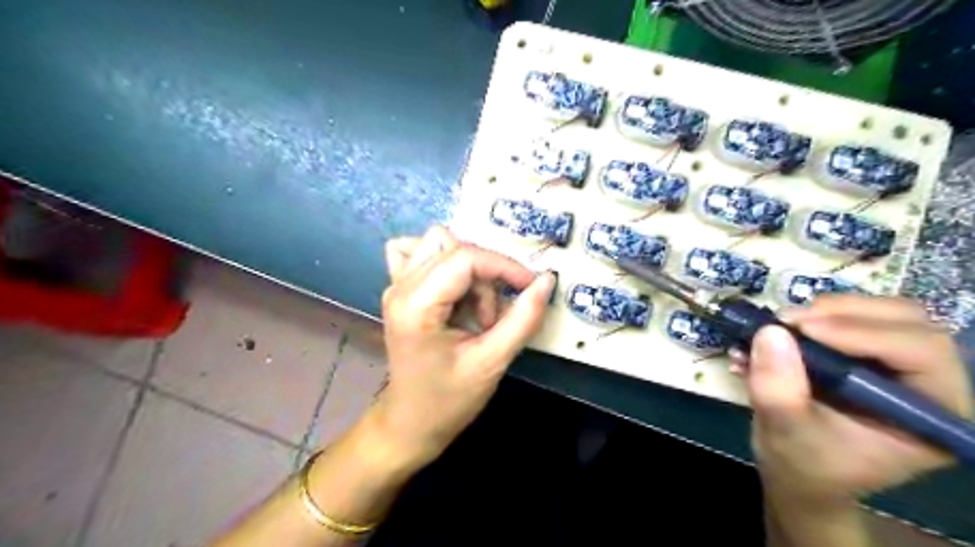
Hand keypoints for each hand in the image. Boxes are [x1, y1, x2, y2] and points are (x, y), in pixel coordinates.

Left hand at [373, 223, 555, 466]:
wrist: (410, 423)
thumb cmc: (448, 400)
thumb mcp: (491, 362)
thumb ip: (522, 319)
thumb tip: (546, 281)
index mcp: (416, 305)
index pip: (465, 258)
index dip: (505, 266)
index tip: (531, 286)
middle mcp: (400, 287)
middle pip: (453, 246)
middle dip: (486, 274)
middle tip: (494, 316)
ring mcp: (395, 285)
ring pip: (437, 243)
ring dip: (467, 269)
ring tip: (474, 309)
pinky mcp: (399, 290)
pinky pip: (419, 253)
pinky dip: (443, 262)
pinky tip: (453, 290)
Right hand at [744, 297, 970, 505]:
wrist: (798, 470)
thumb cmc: (804, 464)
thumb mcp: (786, 432)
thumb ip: (778, 389)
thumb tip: (770, 331)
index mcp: (932, 413)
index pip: (922, 352)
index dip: (863, 332)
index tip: (802, 329)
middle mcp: (926, 382)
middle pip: (906, 320)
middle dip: (843, 313)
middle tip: (788, 320)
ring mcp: (897, 364)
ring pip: (879, 311)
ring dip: (826, 310)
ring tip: (780, 325)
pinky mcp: (866, 352)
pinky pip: (849, 316)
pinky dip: (812, 316)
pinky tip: (780, 330)